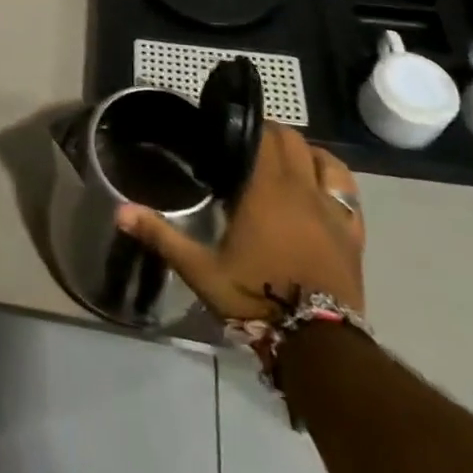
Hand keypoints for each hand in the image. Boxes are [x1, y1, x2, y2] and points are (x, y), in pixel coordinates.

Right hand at [115, 125, 365, 320]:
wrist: (319, 345)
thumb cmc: (257, 299)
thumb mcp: (201, 270)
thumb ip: (161, 235)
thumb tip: (120, 211)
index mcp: (265, 190)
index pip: (263, 137)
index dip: (249, 126)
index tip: (230, 130)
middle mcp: (301, 189)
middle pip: (292, 141)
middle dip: (271, 135)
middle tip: (248, 146)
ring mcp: (332, 210)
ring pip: (324, 158)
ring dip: (304, 151)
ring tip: (285, 160)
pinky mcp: (353, 233)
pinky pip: (348, 190)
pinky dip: (333, 177)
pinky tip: (320, 186)